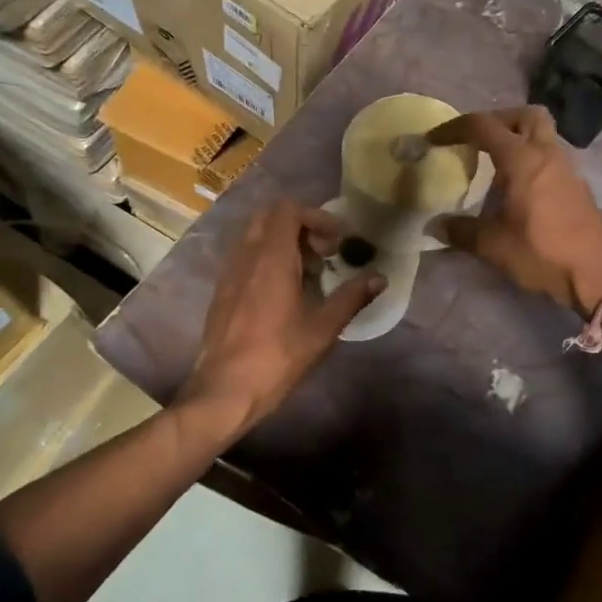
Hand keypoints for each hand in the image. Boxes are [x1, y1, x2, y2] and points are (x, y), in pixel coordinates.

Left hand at [179, 200, 384, 442]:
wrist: (224, 391)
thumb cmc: (276, 358)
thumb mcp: (322, 330)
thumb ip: (351, 298)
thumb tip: (380, 278)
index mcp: (271, 258)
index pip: (288, 210)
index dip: (316, 217)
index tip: (337, 243)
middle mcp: (246, 256)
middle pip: (270, 217)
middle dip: (300, 226)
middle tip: (323, 254)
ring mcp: (229, 272)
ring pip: (255, 236)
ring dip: (282, 242)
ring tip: (306, 273)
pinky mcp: (221, 290)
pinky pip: (245, 257)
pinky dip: (266, 259)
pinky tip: (283, 292)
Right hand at [427, 107, 601, 316]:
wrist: (597, 275)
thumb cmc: (542, 253)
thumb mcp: (493, 245)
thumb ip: (461, 231)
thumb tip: (434, 226)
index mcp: (522, 159)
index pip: (484, 126)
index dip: (455, 127)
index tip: (434, 138)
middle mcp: (547, 154)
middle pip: (525, 115)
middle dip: (497, 119)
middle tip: (476, 140)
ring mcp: (567, 168)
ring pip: (542, 134)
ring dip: (517, 138)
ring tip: (494, 162)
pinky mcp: (577, 186)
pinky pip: (550, 156)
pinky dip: (531, 158)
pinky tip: (518, 186)